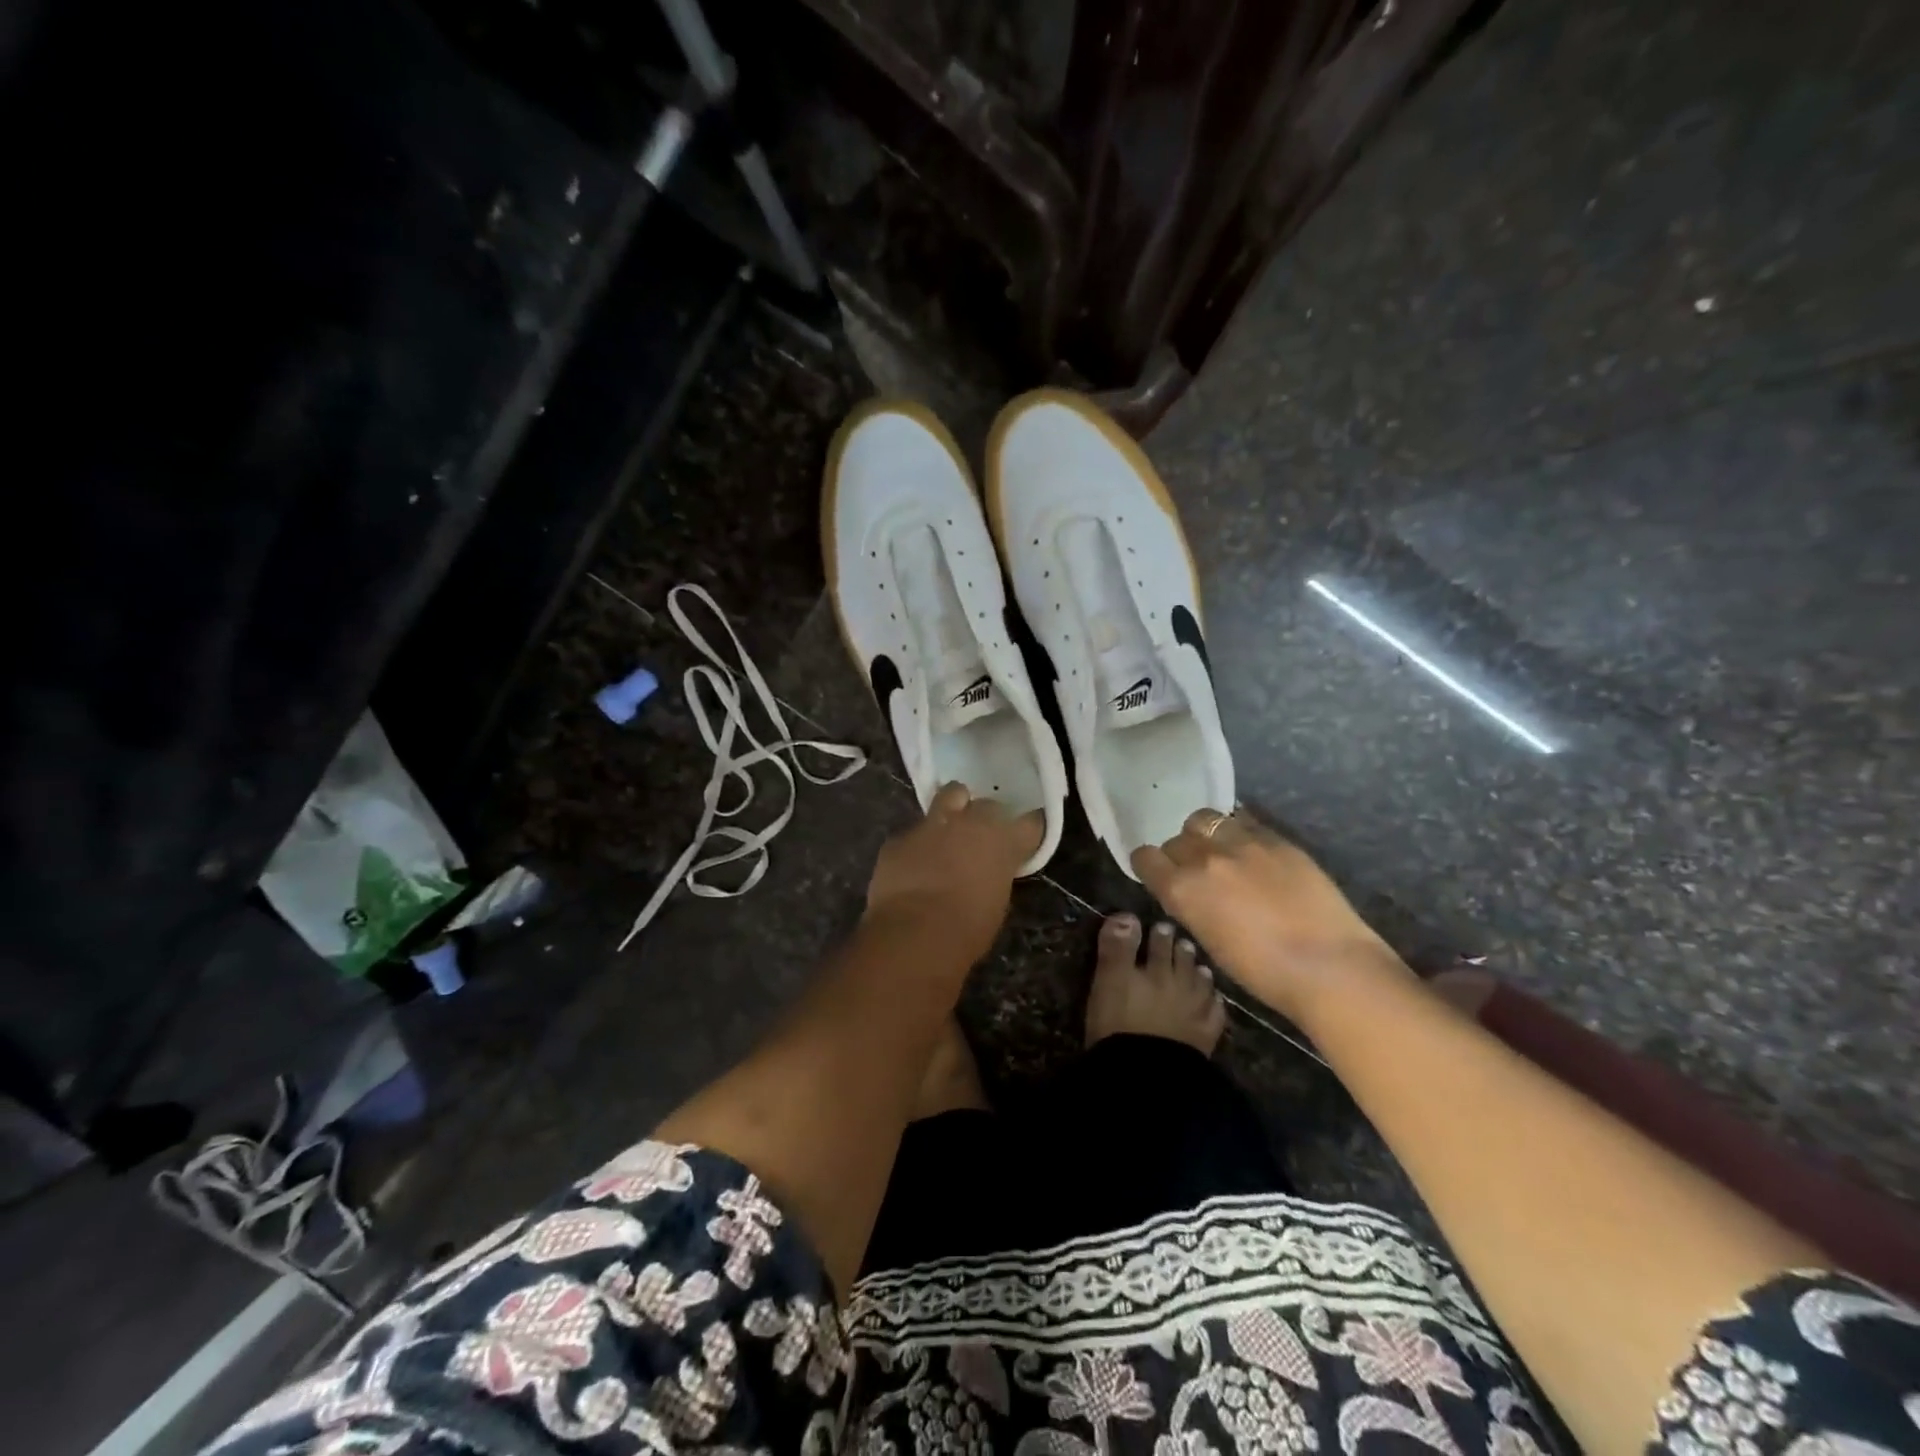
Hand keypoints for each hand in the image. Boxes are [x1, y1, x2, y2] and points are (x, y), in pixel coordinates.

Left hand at [866, 784, 1043, 961]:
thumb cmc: (968, 928)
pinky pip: (913, 833)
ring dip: (952, 809)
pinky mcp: (899, 837)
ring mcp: (932, 825)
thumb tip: (988, 872)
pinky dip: (916, 845)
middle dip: (985, 818)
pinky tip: (911, 864)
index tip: (1023, 839)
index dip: (1027, 831)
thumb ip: (996, 875)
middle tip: (980, 838)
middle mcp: (970, 822)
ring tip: (947, 830)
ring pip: (949, 797)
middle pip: (987, 805)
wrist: (914, 933)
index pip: (1030, 823)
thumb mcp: (997, 903)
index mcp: (1002, 841)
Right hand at [1131, 808, 1407, 1020]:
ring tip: (1223, 852)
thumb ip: (1191, 907)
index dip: (1150, 866)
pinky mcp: (1275, 838)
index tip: (1160, 876)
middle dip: (1181, 855)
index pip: (1145, 857)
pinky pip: (1243, 820)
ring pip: (1205, 820)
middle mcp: (1204, 858)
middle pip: (1175, 840)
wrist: (1329, 966)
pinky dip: (1239, 831)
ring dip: (1206, 835)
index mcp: (1181, 889)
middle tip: (1200, 874)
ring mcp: (1241, 843)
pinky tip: (1253, 851)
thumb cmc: (1263, 972)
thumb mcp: (1210, 942)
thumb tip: (1191, 893)